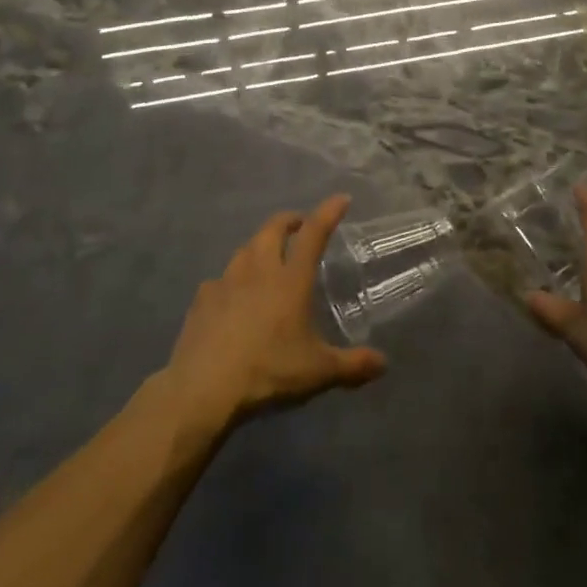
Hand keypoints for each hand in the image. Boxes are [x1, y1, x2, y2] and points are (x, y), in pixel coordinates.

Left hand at [163, 195, 386, 433]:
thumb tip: (383, 363)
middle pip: (273, 229)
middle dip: (289, 221)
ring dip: (259, 245)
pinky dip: (231, 280)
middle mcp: (258, 270)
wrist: (203, 387)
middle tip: (299, 226)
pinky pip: (220, 279)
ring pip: (245, 249)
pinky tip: (232, 296)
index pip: (313, 234)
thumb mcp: (318, 372)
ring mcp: (226, 281)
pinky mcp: (202, 298)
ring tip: (266, 257)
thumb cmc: (268, 371)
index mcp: (290, 280)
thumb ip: (353, 365)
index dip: (328, 213)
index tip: (341, 199)